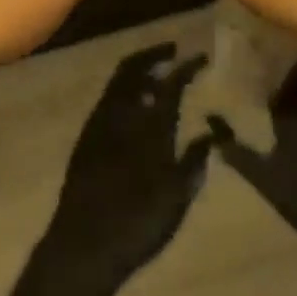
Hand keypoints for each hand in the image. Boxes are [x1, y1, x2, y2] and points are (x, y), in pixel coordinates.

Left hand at [44, 44, 212, 283]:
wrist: (84, 242)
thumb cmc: (138, 222)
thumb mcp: (178, 196)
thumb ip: (195, 160)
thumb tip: (212, 132)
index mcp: (150, 124)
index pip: (171, 82)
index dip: (187, 66)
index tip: (200, 57)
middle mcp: (122, 112)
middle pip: (135, 67)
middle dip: (154, 54)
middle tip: (172, 52)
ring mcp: (99, 120)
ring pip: (119, 80)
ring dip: (138, 71)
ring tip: (157, 79)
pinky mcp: (86, 134)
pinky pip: (108, 98)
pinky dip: (125, 90)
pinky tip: (136, 107)